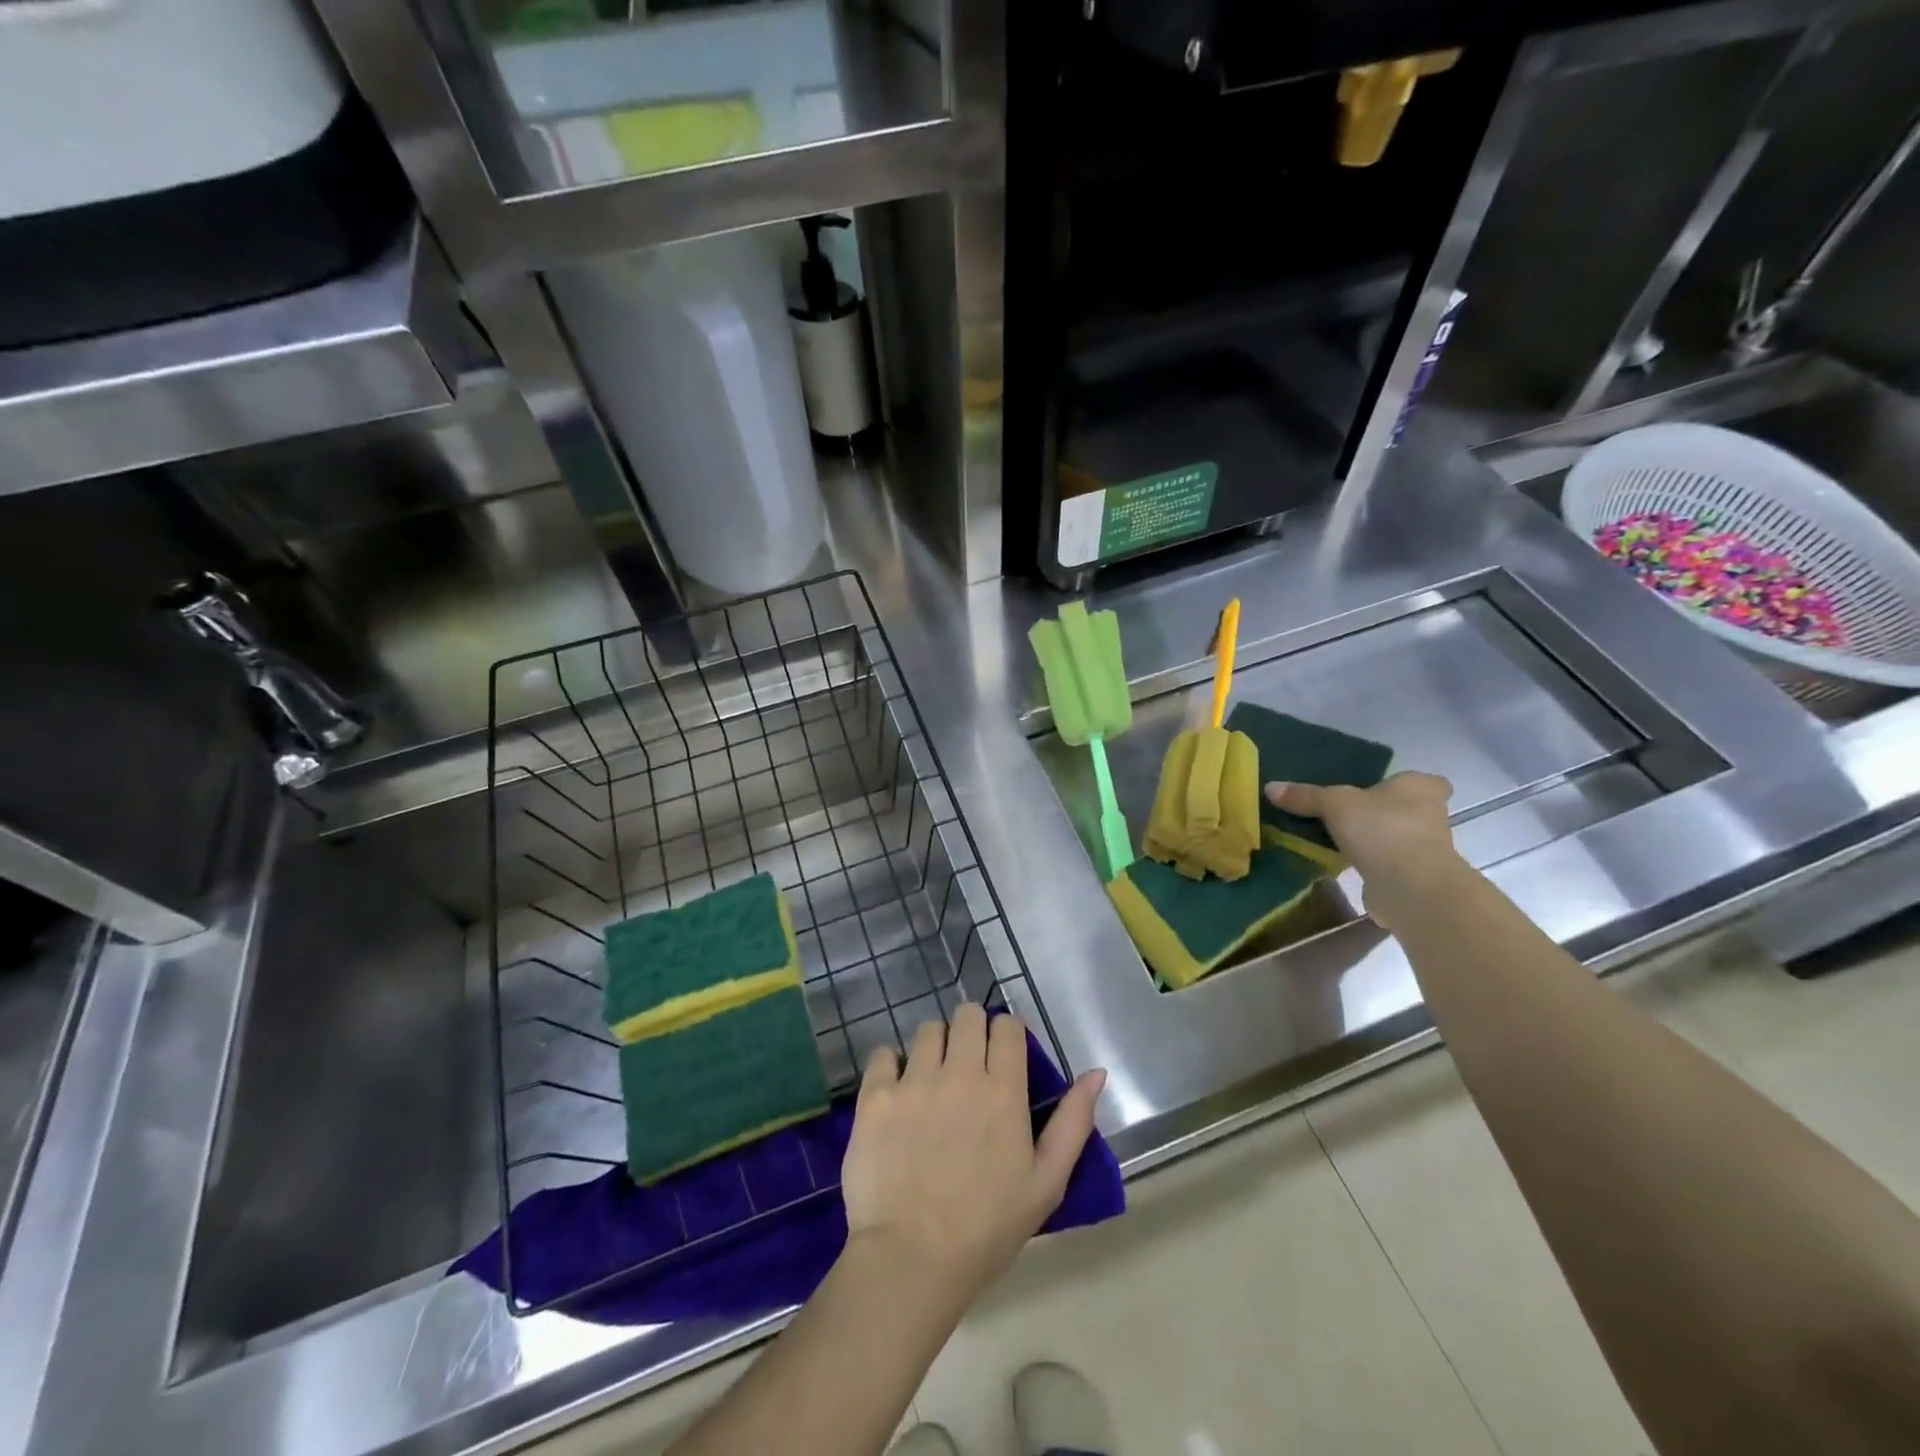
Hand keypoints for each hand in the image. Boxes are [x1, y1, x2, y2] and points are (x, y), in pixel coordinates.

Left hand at [841, 1004, 1105, 1304]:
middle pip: (967, 1015)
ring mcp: (914, 1080)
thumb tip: (1096, 1073)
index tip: (1003, 1058)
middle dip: (972, 1031)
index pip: (1007, 1026)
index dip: (1007, 1036)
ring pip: (928, 1029)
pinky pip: (883, 1053)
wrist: (911, 1260)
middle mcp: (959, 1072)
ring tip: (932, 1080)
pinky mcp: (875, 1095)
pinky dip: (891, 1066)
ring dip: (935, 1046)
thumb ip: (1073, 1122)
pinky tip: (897, 1093)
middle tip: (968, 1066)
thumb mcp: (1046, 1182)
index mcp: (1003, 1090)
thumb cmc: (987, 1228)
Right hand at [1265, 771, 1460, 930]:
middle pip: (1407, 809)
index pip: (1425, 781)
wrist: (1411, 887)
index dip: (1405, 785)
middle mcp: (1431, 815)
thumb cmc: (1382, 829)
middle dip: (1383, 812)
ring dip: (1376, 840)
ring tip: (1338, 839)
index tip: (1380, 790)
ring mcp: (1427, 849)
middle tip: (1348, 813)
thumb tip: (1270, 787)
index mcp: (1420, 788)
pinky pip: (1388, 864)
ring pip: (1397, 837)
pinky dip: (1372, 864)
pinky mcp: (1415, 877)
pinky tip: (1344, 864)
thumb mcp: (1334, 804)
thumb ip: (1305, 796)